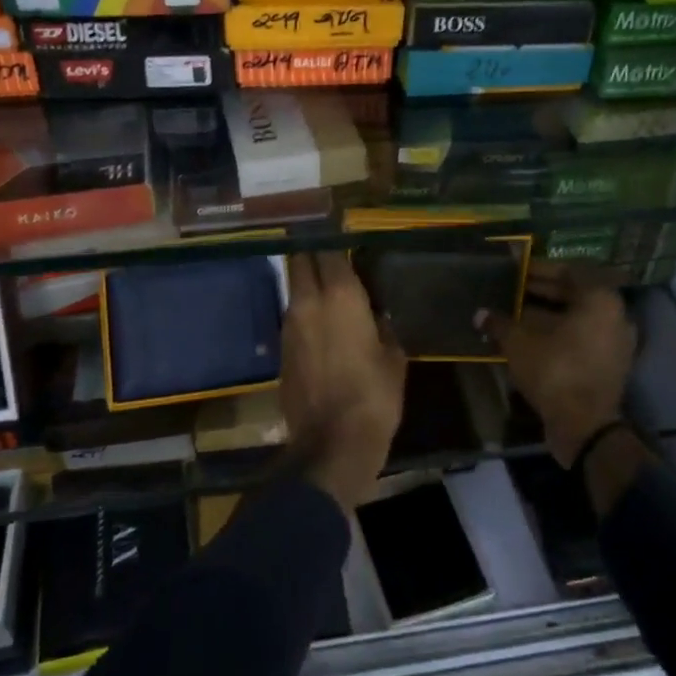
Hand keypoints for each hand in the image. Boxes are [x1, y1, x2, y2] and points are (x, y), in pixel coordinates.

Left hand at [280, 252, 406, 510]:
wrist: (331, 444)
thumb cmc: (374, 397)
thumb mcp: (394, 358)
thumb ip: (384, 327)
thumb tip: (378, 314)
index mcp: (341, 296)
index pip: (330, 250)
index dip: (334, 238)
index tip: (343, 231)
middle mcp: (308, 302)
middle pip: (300, 260)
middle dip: (312, 251)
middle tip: (330, 251)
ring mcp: (289, 324)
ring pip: (294, 287)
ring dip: (307, 281)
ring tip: (328, 284)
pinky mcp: (281, 348)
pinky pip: (292, 315)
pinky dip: (304, 309)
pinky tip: (321, 320)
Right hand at [481, 263, 635, 467]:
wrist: (584, 426)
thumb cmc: (554, 370)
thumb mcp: (519, 342)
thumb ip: (500, 323)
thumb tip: (480, 314)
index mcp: (600, 299)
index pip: (570, 270)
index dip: (540, 268)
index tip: (517, 271)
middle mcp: (615, 315)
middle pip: (575, 293)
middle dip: (542, 291)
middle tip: (512, 290)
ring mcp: (616, 342)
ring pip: (578, 318)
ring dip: (548, 314)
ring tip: (515, 314)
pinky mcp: (609, 365)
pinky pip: (582, 338)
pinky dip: (558, 334)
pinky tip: (529, 338)